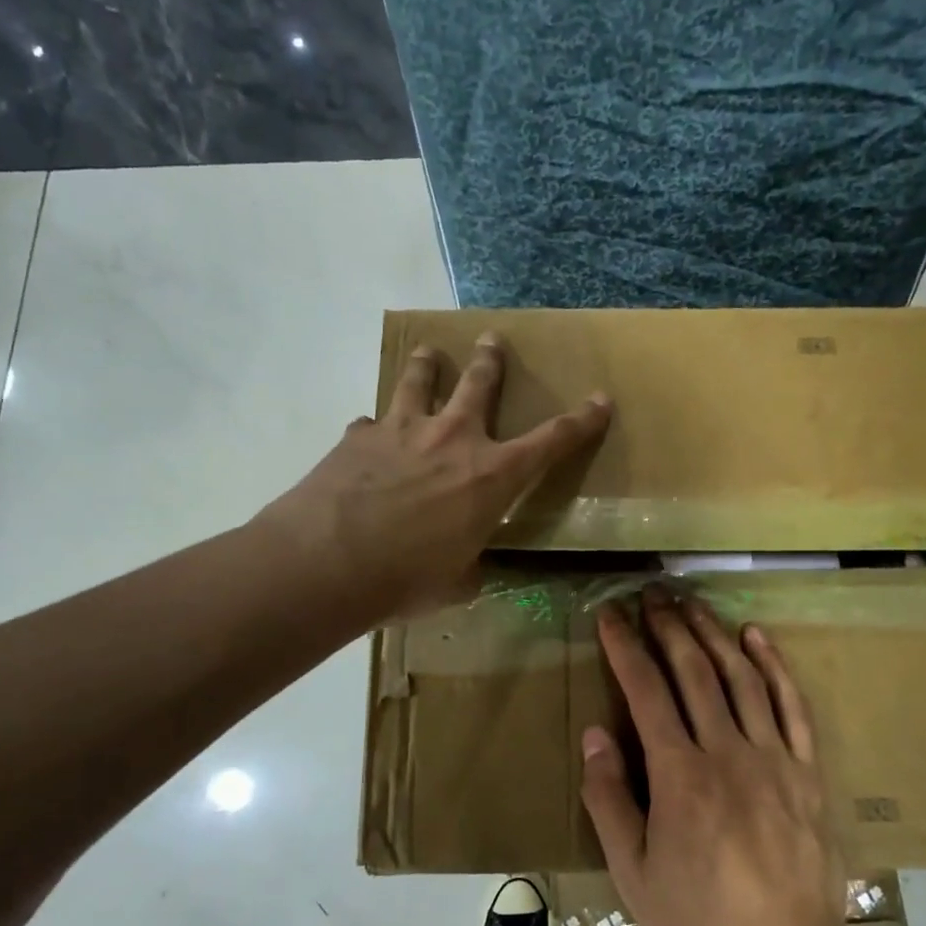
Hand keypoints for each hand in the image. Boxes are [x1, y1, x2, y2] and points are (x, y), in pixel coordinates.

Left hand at [261, 333, 611, 620]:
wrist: (326, 563)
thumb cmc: (405, 580)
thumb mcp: (455, 584)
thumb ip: (470, 568)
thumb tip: (470, 569)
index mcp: (491, 477)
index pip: (552, 441)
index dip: (581, 421)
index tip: (600, 400)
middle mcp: (453, 439)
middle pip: (480, 384)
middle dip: (490, 361)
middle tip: (491, 341)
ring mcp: (402, 430)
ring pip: (419, 380)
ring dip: (428, 364)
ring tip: (429, 353)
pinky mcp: (358, 436)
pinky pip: (370, 423)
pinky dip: (374, 429)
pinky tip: (367, 438)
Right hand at [579, 589, 858, 925]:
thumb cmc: (698, 924)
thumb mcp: (633, 874)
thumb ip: (610, 799)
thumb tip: (596, 734)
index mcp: (681, 777)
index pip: (646, 692)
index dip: (626, 647)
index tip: (611, 615)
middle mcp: (728, 753)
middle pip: (694, 672)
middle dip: (668, 627)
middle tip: (651, 596)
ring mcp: (775, 759)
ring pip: (741, 678)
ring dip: (713, 634)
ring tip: (691, 604)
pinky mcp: (809, 772)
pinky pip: (792, 706)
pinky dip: (774, 666)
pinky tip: (756, 637)